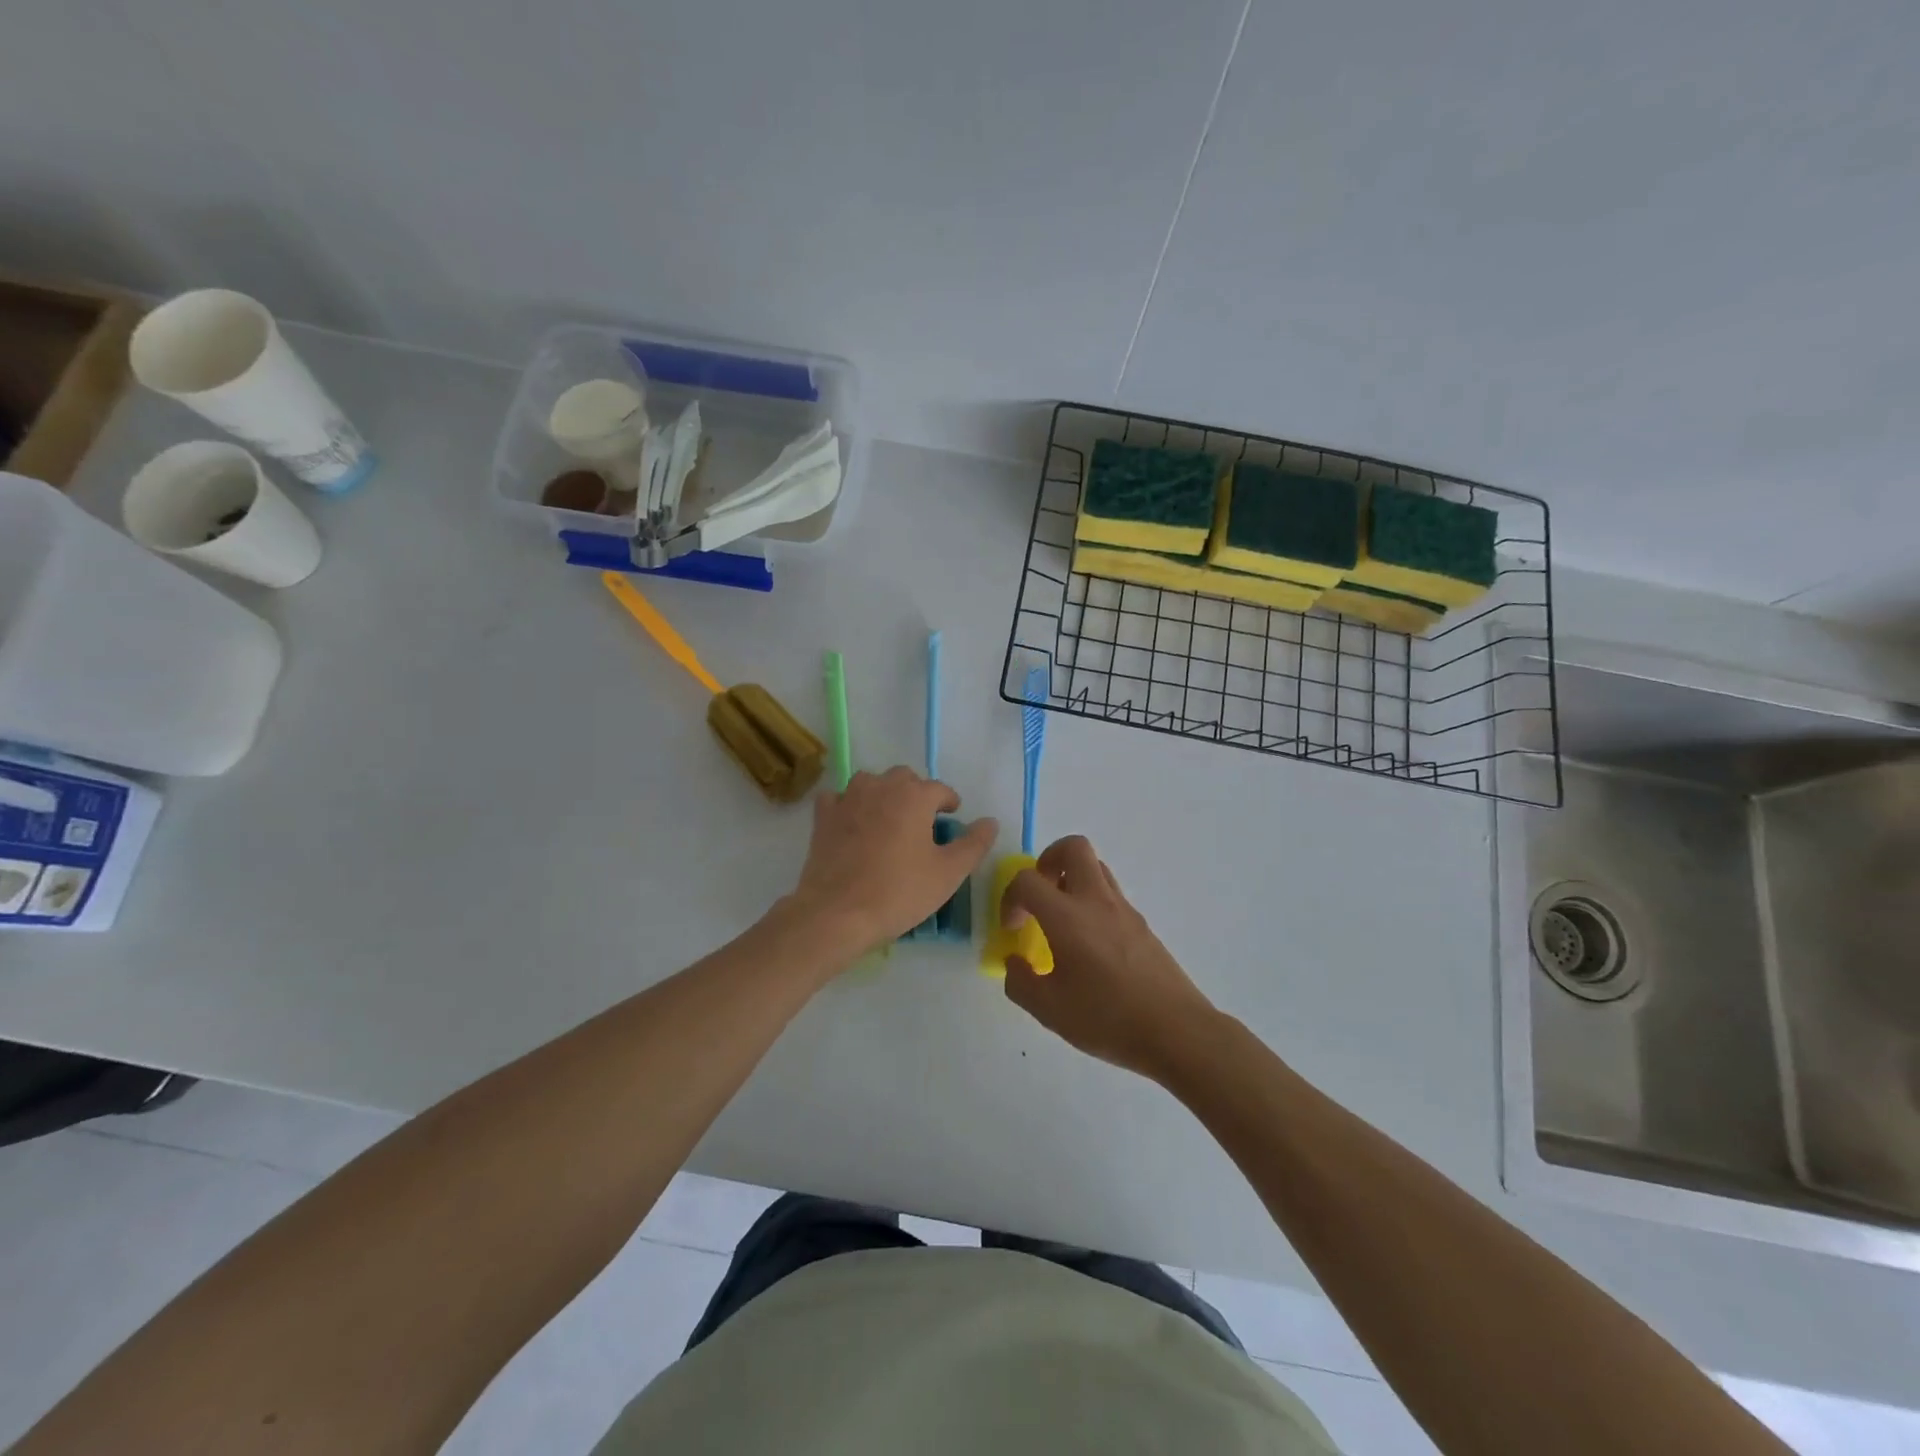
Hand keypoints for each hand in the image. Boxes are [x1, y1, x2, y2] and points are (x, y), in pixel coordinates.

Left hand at [790, 767, 995, 951]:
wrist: (837, 913)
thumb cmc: (900, 891)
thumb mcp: (949, 873)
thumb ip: (974, 844)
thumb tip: (990, 821)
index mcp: (915, 796)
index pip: (940, 789)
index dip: (949, 803)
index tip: (952, 818)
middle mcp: (881, 786)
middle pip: (904, 778)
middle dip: (916, 794)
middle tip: (922, 823)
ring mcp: (848, 798)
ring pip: (870, 782)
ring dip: (882, 794)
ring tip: (888, 820)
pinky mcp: (823, 816)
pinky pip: (838, 798)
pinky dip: (847, 805)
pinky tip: (852, 824)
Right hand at [1001, 836, 1219, 1082]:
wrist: (1176, 1031)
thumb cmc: (1107, 1018)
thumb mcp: (1049, 1010)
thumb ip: (1020, 982)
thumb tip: (1014, 961)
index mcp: (1067, 917)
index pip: (1028, 880)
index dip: (1010, 897)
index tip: (1013, 928)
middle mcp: (1096, 901)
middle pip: (1073, 848)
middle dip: (1047, 860)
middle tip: (1039, 895)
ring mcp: (1124, 910)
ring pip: (1096, 867)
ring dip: (1072, 879)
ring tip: (1062, 919)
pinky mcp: (1142, 924)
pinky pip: (1111, 894)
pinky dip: (1092, 902)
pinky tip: (1089, 944)